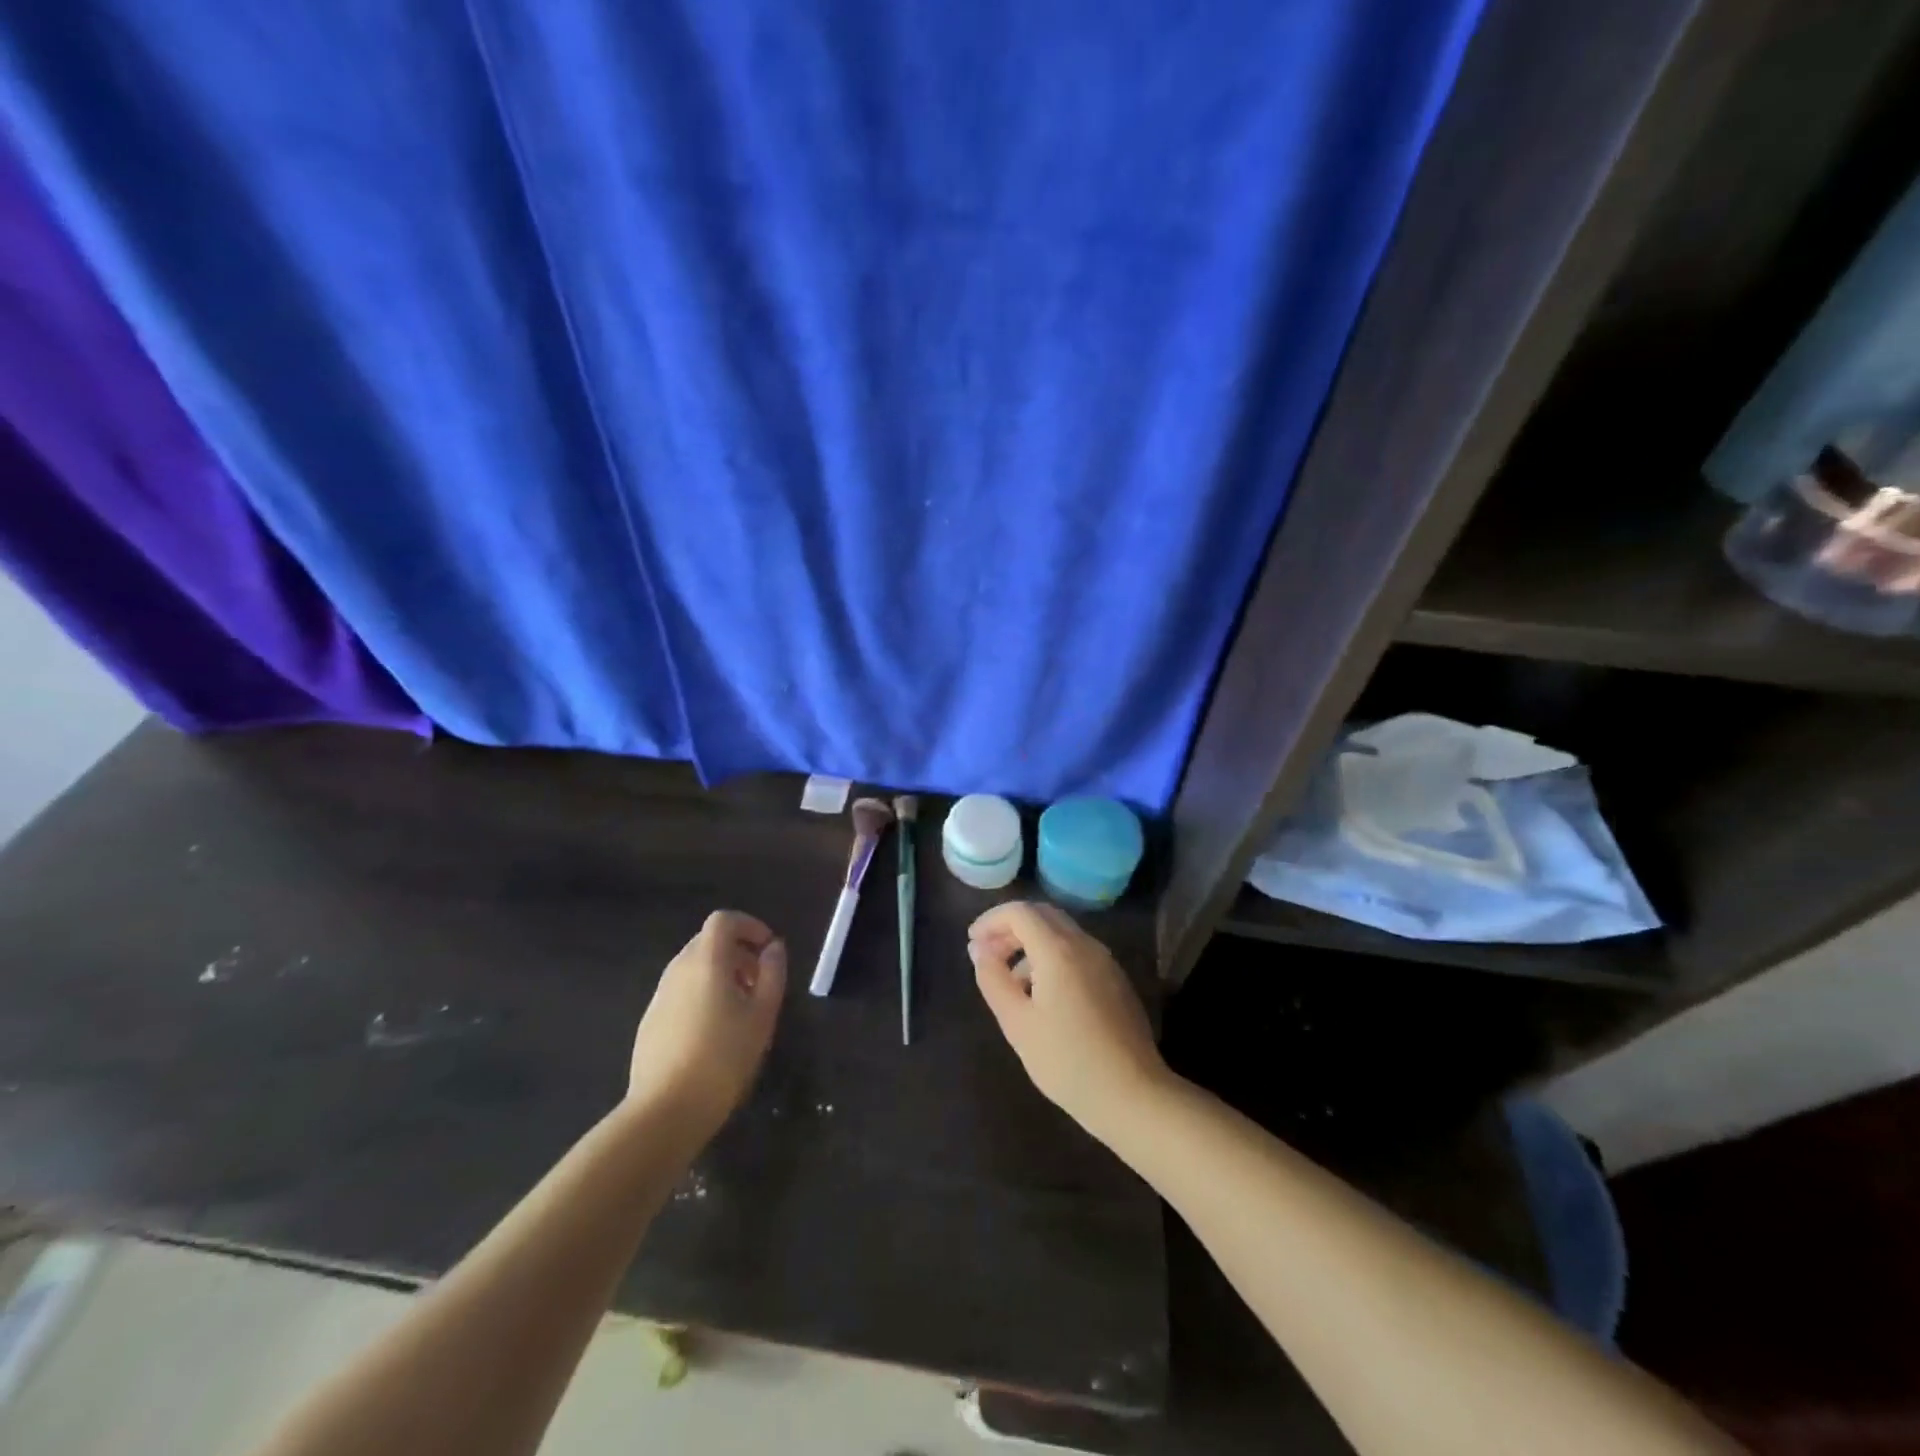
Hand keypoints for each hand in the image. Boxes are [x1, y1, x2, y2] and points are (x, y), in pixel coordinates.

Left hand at [626, 910, 786, 1135]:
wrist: (665, 1110)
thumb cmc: (723, 1057)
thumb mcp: (762, 1014)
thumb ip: (772, 974)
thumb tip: (774, 948)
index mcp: (706, 961)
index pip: (724, 920)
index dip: (749, 926)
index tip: (768, 949)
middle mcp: (678, 969)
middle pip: (708, 942)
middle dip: (738, 952)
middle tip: (760, 982)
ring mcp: (660, 995)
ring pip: (694, 968)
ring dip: (721, 974)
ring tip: (741, 1009)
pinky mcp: (650, 1021)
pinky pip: (681, 992)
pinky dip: (702, 994)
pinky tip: (714, 1032)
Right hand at [969, 901, 1171, 1141]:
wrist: (1132, 1095)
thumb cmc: (1067, 1061)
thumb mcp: (1017, 1024)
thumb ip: (994, 980)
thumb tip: (979, 950)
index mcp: (1059, 950)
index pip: (1020, 912)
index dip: (991, 921)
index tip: (972, 943)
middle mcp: (1085, 945)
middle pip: (1043, 915)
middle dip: (1011, 928)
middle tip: (988, 955)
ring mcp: (1105, 961)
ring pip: (1062, 933)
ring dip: (1031, 944)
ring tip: (1011, 981)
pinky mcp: (1116, 980)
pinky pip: (1078, 952)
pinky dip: (1052, 957)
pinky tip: (1043, 995)